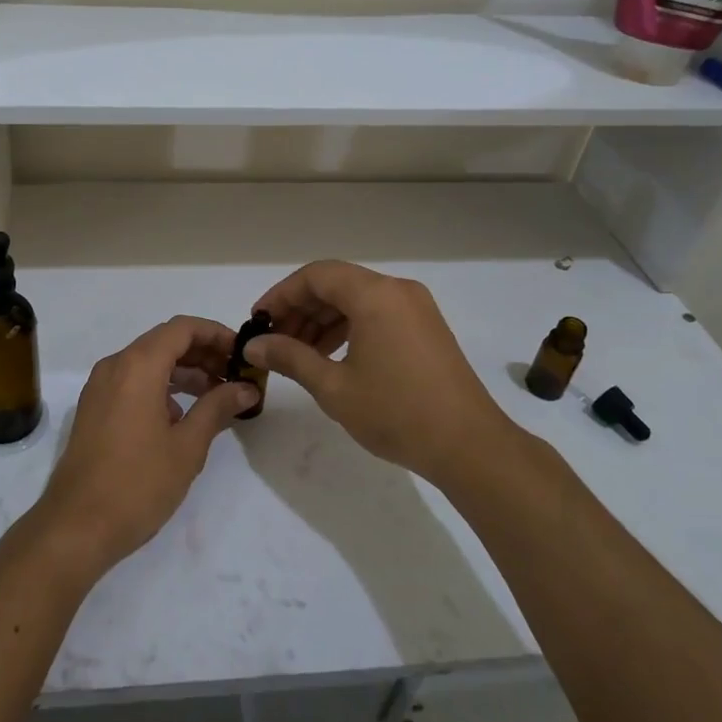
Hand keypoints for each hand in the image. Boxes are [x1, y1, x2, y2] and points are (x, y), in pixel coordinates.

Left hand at [35, 316, 259, 576]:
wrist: (76, 527)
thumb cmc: (138, 484)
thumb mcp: (187, 446)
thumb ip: (217, 407)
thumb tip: (246, 388)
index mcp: (137, 366)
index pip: (182, 328)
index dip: (216, 334)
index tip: (243, 353)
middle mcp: (115, 366)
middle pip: (165, 342)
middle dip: (203, 354)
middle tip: (236, 376)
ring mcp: (99, 388)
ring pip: (148, 363)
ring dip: (184, 372)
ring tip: (217, 396)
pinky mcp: (94, 409)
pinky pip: (132, 382)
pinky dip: (161, 387)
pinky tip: (182, 417)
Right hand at [245, 261, 514, 482]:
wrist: (468, 446)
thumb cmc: (396, 413)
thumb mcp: (333, 387)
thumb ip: (290, 358)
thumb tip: (253, 346)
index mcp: (375, 295)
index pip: (316, 276)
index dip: (281, 294)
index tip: (258, 321)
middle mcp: (397, 290)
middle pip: (336, 284)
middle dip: (301, 309)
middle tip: (274, 341)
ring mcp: (416, 308)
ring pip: (357, 299)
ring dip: (323, 320)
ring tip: (298, 353)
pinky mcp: (426, 328)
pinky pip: (377, 314)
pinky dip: (349, 327)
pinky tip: (331, 356)